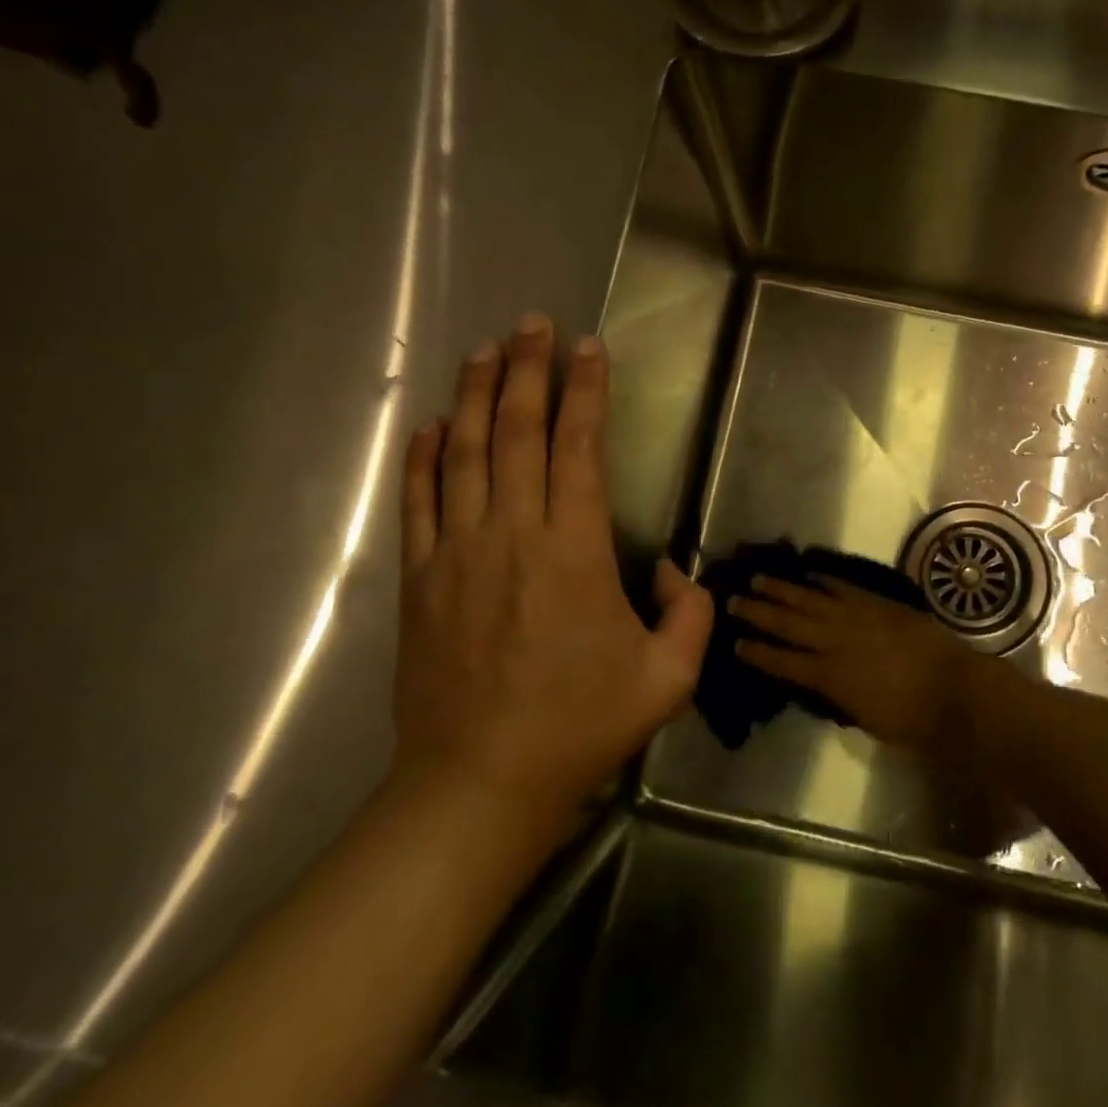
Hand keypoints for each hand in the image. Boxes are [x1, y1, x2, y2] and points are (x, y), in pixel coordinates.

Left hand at [393, 315, 713, 821]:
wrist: (478, 784)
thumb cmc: (580, 727)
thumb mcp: (668, 678)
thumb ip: (689, 613)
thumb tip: (669, 568)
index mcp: (574, 551)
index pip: (579, 448)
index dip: (586, 391)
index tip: (589, 347)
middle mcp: (512, 534)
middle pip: (517, 433)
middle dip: (528, 370)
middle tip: (533, 323)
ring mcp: (457, 552)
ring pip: (464, 454)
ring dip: (476, 396)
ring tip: (485, 349)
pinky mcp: (420, 579)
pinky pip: (418, 502)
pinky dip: (423, 457)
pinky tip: (432, 424)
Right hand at [730, 576, 999, 756]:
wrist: (956, 689)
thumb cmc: (912, 719)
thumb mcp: (865, 718)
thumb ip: (838, 696)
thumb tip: (821, 681)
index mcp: (830, 677)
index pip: (783, 662)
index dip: (758, 653)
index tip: (735, 643)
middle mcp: (836, 642)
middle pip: (789, 624)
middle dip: (759, 613)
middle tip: (733, 600)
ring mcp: (858, 617)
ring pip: (811, 599)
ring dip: (783, 589)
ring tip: (758, 578)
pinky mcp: (879, 604)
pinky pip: (844, 587)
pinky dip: (825, 580)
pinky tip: (809, 574)